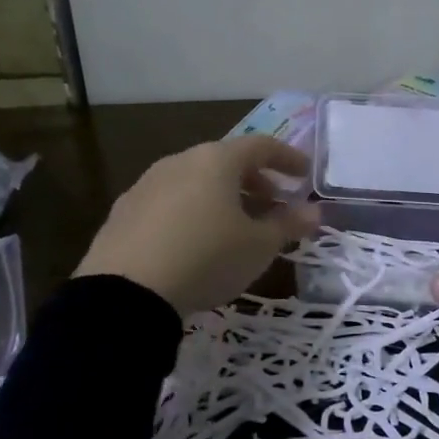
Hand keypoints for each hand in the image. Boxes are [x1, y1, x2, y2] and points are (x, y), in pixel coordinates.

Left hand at [74, 136, 320, 316]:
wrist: (125, 292)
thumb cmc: (207, 258)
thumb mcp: (258, 247)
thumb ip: (288, 225)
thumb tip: (314, 212)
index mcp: (216, 160)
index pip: (261, 146)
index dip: (287, 158)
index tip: (304, 175)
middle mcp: (181, 161)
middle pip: (226, 161)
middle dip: (255, 181)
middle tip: (272, 205)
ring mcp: (148, 183)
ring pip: (196, 181)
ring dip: (222, 197)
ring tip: (234, 227)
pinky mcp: (124, 210)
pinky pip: (170, 202)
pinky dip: (191, 211)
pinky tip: (194, 241)